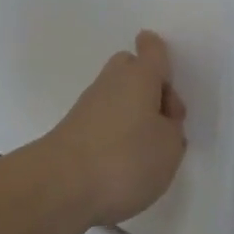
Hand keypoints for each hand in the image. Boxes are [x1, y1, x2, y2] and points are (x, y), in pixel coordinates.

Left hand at [37, 31, 186, 229]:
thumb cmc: (125, 158)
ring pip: (118, 96)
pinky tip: (123, 165)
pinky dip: (115, 134)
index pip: (151, 49)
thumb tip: (160, 122)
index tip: (167, 78)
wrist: (61, 185)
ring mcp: (89, 104)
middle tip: (164, 123)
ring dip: (134, 115)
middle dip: (149, 89)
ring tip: (147, 154)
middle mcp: (112, 81)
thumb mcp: (169, 148)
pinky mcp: (74, 129)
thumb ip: (172, 130)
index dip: (160, 56)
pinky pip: (103, 119)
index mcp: (140, 76)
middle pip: (132, 69)